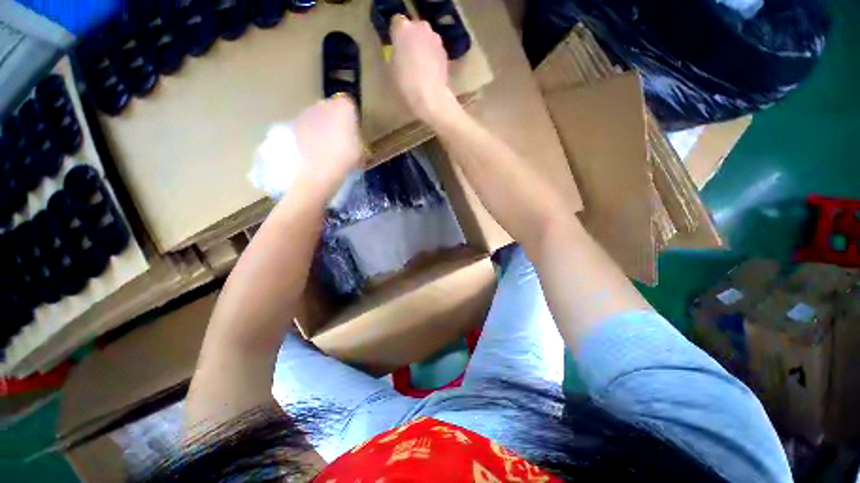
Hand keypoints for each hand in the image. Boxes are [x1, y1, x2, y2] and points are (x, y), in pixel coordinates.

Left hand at [293, 95, 364, 193]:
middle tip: (341, 138)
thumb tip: (355, 139)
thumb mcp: (362, 151)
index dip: (351, 117)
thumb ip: (358, 139)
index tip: (353, 130)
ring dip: (322, 126)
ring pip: (318, 116)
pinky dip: (311, 135)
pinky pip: (307, 127)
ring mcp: (307, 113)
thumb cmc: (346, 159)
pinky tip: (315, 149)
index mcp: (344, 107)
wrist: (319, 171)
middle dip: (335, 119)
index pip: (349, 105)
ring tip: (327, 146)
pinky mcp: (295, 125)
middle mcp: (324, 104)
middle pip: (331, 108)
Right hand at [389, 15, 461, 126]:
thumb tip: (398, 53)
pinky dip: (432, 56)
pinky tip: (429, 72)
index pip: (396, 23)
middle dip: (411, 39)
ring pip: (426, 38)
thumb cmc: (405, 83)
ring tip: (420, 66)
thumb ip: (393, 54)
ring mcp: (435, 39)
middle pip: (414, 28)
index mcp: (403, 28)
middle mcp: (421, 27)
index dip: (395, 35)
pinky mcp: (445, 52)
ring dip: (423, 47)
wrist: (430, 97)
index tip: (395, 47)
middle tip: (407, 56)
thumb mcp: (390, 69)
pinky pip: (435, 50)